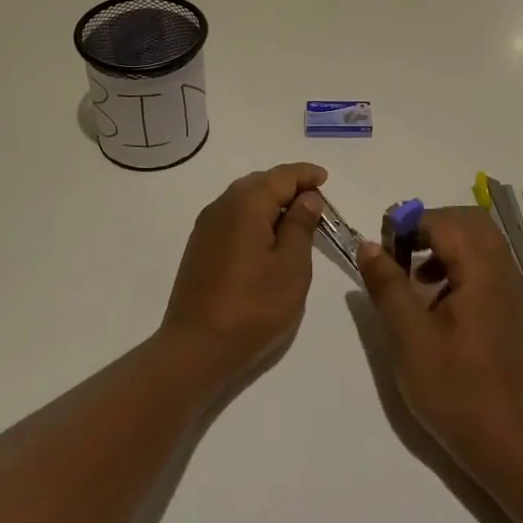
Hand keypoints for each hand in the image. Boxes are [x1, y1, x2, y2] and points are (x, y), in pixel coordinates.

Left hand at [162, 163, 326, 387]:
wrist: (197, 347)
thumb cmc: (254, 307)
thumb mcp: (291, 267)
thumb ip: (301, 225)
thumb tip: (307, 197)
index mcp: (247, 204)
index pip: (282, 176)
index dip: (306, 175)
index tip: (325, 179)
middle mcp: (223, 205)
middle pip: (261, 182)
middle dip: (288, 185)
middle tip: (315, 199)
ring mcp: (207, 226)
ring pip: (244, 198)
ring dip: (270, 201)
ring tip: (295, 217)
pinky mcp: (200, 246)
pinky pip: (232, 216)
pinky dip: (254, 216)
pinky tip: (266, 236)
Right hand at [357, 207, 522, 477]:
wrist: (506, 442)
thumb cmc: (454, 388)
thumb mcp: (409, 335)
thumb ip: (387, 284)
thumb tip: (369, 245)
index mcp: (483, 270)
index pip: (445, 221)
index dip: (409, 225)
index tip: (382, 248)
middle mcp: (504, 270)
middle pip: (469, 221)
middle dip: (430, 226)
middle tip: (399, 252)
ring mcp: (512, 290)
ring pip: (479, 241)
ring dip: (444, 244)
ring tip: (413, 275)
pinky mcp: (511, 309)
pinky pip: (486, 264)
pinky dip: (459, 263)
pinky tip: (436, 298)